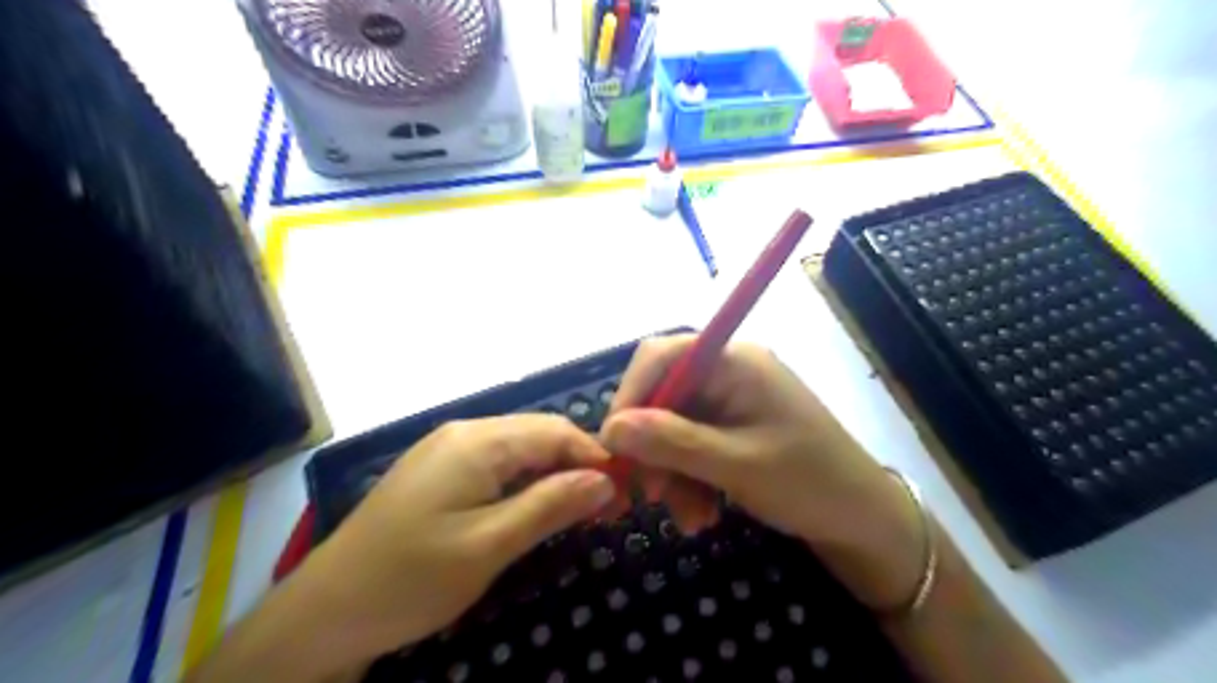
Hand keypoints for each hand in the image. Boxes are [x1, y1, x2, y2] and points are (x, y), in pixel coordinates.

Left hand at [296, 413, 618, 668]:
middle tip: (607, 507)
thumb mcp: (489, 546)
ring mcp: (448, 450)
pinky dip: (526, 482)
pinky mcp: (440, 471)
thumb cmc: (410, 578)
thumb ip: (550, 506)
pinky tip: (536, 508)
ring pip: (520, 450)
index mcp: (478, 441)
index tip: (626, 491)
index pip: (556, 431)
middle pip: (539, 435)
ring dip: (554, 474)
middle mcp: (465, 432)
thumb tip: (606, 480)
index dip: (596, 456)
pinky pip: (497, 464)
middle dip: (578, 465)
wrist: (325, 612)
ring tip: (580, 510)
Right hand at [597, 337, 923, 607]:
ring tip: (690, 519)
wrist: (865, 522)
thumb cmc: (810, 483)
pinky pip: (690, 446)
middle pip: (663, 395)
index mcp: (735, 361)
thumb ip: (673, 442)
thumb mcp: (737, 465)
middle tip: (648, 495)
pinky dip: (688, 479)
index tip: (612, 445)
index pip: (661, 356)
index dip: (630, 395)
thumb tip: (610, 429)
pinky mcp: (732, 428)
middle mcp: (728, 372)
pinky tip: (702, 513)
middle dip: (652, 448)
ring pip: (672, 427)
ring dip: (671, 473)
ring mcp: (730, 401)